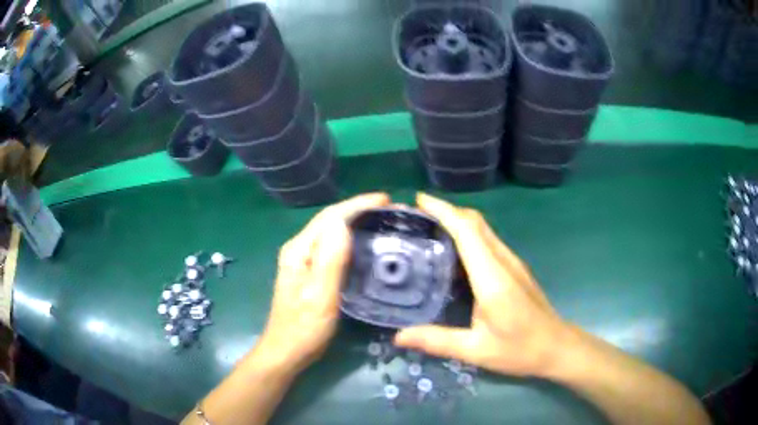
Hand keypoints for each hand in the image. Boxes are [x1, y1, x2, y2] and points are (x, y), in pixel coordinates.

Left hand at [254, 193, 390, 373]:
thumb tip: (344, 223)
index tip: (386, 200)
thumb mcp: (319, 295)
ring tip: (384, 222)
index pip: (330, 217)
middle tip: (391, 211)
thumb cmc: (303, 328)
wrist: (287, 351)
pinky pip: (334, 248)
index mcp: (299, 250)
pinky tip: (367, 245)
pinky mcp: (311, 273)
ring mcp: (304, 261)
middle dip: (360, 210)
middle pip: (331, 221)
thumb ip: (330, 259)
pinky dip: (352, 241)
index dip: (358, 204)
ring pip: (333, 234)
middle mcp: (300, 249)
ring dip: (357, 223)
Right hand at [394, 193, 569, 376]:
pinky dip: (468, 235)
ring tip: (428, 229)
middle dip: (446, 211)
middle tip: (416, 216)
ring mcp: (512, 263)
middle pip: (475, 222)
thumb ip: (437, 341)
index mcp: (492, 277)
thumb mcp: (476, 350)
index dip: (443, 210)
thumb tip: (399, 336)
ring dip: (457, 221)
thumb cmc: (520, 349)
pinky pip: (488, 241)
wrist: (557, 346)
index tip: (419, 200)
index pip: (467, 231)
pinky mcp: (515, 268)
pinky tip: (453, 253)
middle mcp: (503, 261)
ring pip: (483, 229)